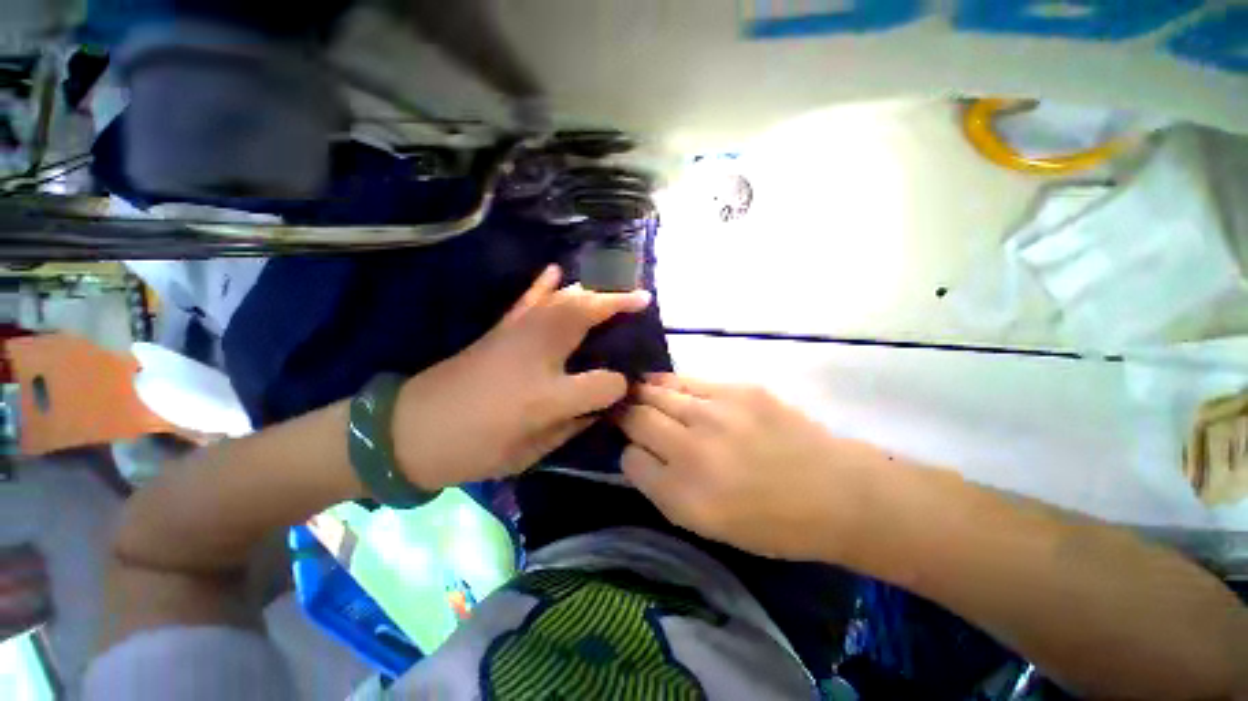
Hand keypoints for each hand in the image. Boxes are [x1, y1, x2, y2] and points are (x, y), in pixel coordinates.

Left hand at [392, 266, 650, 488]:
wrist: (409, 431)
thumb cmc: (475, 444)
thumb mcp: (531, 450)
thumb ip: (577, 421)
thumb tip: (604, 397)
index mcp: (547, 391)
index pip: (601, 381)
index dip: (620, 382)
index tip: (639, 373)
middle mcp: (538, 353)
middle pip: (584, 314)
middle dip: (616, 302)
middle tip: (639, 300)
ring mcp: (517, 332)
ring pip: (562, 300)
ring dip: (592, 291)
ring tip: (614, 291)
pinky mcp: (501, 329)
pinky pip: (527, 300)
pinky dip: (544, 284)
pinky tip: (556, 271)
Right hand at [617, 375, 886, 561]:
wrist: (835, 491)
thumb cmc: (770, 521)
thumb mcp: (706, 525)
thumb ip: (662, 488)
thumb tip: (637, 450)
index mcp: (685, 496)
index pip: (629, 459)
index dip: (628, 453)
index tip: (636, 450)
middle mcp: (693, 450)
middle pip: (636, 417)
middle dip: (625, 415)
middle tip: (626, 413)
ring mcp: (716, 412)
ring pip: (655, 391)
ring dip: (642, 394)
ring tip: (638, 393)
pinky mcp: (738, 388)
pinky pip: (685, 380)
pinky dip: (669, 384)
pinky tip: (669, 388)